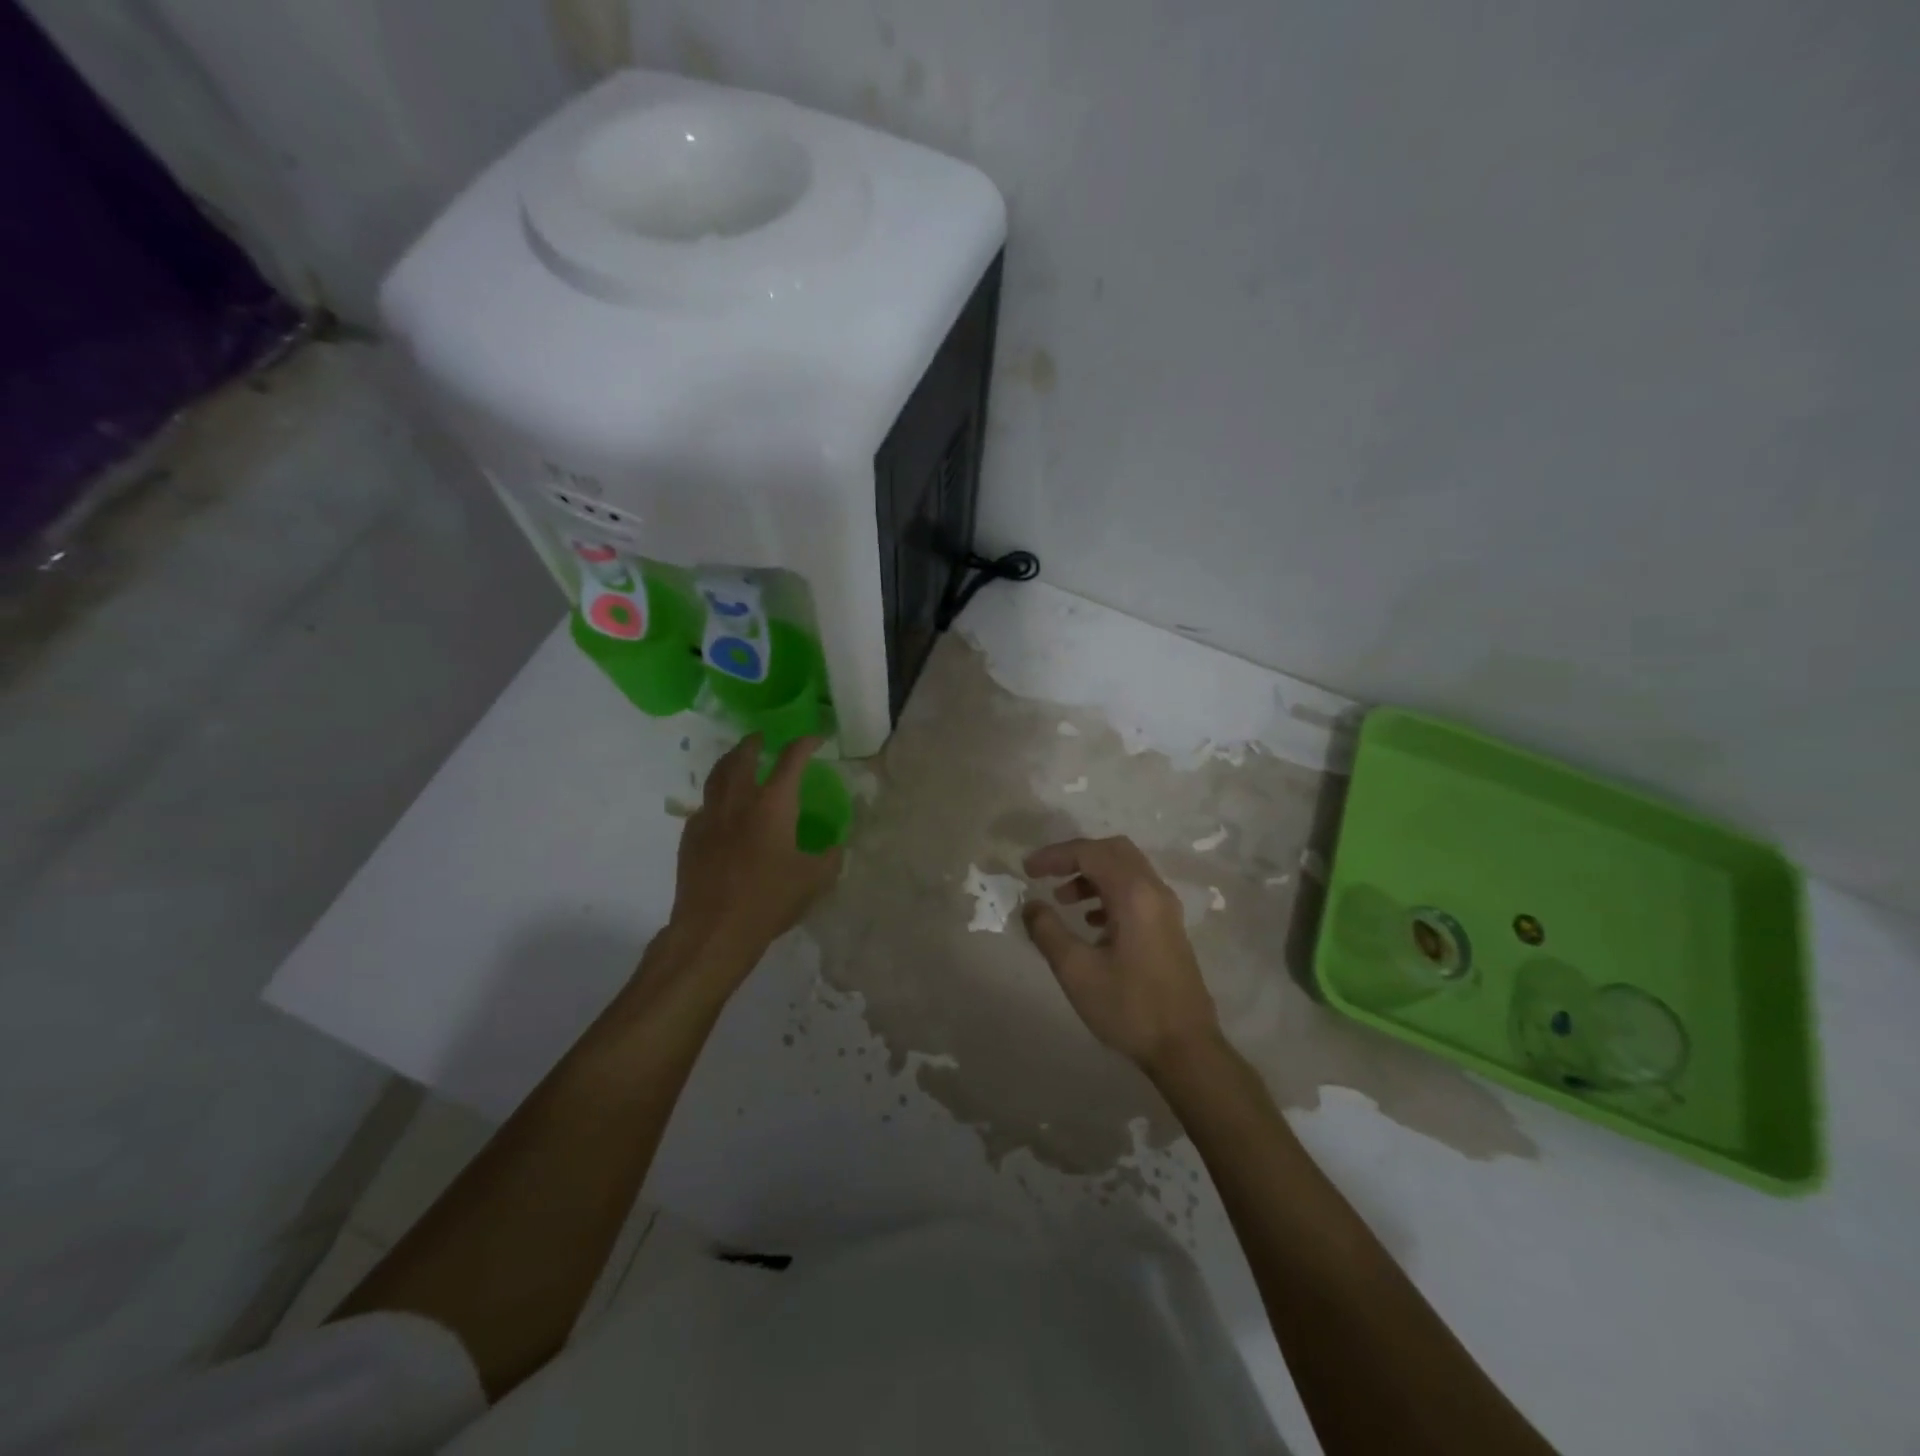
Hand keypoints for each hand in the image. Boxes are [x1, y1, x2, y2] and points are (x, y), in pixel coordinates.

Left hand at [669, 734, 842, 969]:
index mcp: (773, 805)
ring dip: (729, 761)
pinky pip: (704, 806)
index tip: (815, 739)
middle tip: (762, 738)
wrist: (713, 930)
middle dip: (754, 742)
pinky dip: (715, 798)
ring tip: (736, 760)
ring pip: (716, 776)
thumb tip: (834, 848)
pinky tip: (721, 810)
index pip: (791, 760)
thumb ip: (829, 858)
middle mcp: (739, 802)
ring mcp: (710, 817)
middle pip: (742, 757)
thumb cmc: (769, 901)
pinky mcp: (690, 837)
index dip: (805, 743)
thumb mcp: (814, 881)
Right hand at [1021, 835, 1222, 1071]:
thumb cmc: (1129, 1007)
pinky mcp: (1169, 928)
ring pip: (1126, 870)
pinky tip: (1091, 923)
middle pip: (1113, 851)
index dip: (1055, 856)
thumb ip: (1048, 931)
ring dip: (1092, 875)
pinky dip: (1109, 893)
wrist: (1185, 1048)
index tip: (1027, 870)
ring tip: (1063, 900)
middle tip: (1047, 874)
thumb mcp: (1077, 971)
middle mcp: (1154, 891)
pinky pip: (1136, 892)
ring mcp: (1166, 909)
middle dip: (1077, 857)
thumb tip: (1031, 905)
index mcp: (1134, 894)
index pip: (1090, 853)